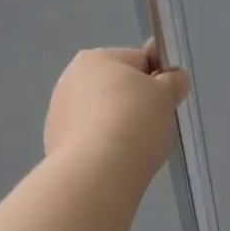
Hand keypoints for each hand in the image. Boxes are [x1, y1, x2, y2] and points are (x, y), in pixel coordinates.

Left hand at [43, 47, 190, 187]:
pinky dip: (104, 147)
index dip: (159, 80)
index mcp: (96, 58)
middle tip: (155, 127)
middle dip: (137, 105)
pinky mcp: (55, 143)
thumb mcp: (166, 96)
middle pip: (117, 88)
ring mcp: (59, 112)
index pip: (139, 60)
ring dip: (120, 127)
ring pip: (103, 115)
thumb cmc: (135, 122)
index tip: (168, 102)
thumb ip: (173, 82)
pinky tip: (116, 161)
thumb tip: (174, 77)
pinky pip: (91, 139)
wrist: (97, 172)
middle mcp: (70, 78)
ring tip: (136, 149)